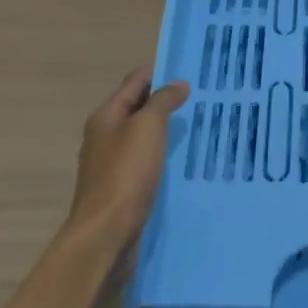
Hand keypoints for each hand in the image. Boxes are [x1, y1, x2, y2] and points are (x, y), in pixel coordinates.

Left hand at [66, 69, 189, 252]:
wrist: (106, 234)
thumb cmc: (125, 174)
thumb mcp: (147, 127)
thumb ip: (162, 101)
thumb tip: (177, 84)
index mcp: (105, 117)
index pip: (135, 82)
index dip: (160, 73)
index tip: (192, 72)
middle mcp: (105, 137)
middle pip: (138, 109)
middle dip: (166, 102)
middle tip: (202, 100)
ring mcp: (111, 165)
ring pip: (143, 138)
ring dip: (166, 132)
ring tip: (199, 128)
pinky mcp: (122, 190)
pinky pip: (146, 164)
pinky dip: (163, 158)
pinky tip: (184, 162)